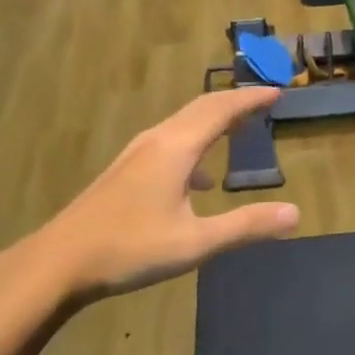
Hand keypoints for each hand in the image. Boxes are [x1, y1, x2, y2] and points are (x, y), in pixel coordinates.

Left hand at [0, 89, 300, 313]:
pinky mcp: (125, 171)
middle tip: (263, 101)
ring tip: (237, 130)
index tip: (277, 92)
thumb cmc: (130, 248)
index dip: (250, 100)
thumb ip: (246, 226)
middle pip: (200, 108)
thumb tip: (294, 213)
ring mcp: (136, 154)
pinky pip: (169, 142)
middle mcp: (156, 141)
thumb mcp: (195, 242)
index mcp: (176, 148)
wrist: (59, 262)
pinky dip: (194, 145)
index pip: (221, 110)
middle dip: (234, 103)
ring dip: (213, 121)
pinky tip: (199, 181)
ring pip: (182, 124)